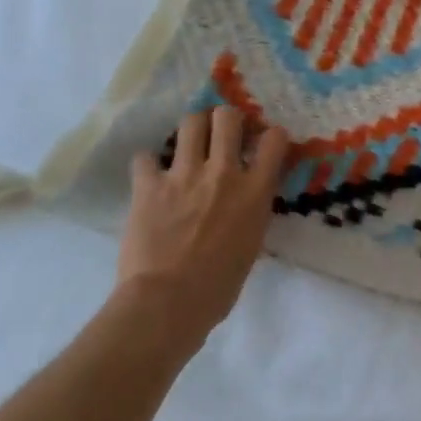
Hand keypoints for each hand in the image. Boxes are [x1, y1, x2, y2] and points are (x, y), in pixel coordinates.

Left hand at [116, 106, 288, 359]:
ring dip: (192, 130)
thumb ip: (251, 213)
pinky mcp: (149, 185)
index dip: (271, 136)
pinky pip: (145, 157)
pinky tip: (150, 176)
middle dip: (226, 120)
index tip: (263, 144)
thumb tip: (245, 203)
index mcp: (255, 191)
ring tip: (189, 144)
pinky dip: (148, 164)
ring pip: (190, 123)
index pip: (275, 139)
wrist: (167, 303)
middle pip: (228, 117)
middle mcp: (223, 172)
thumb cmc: (218, 288)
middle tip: (222, 134)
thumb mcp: (251, 245)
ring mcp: (184, 175)